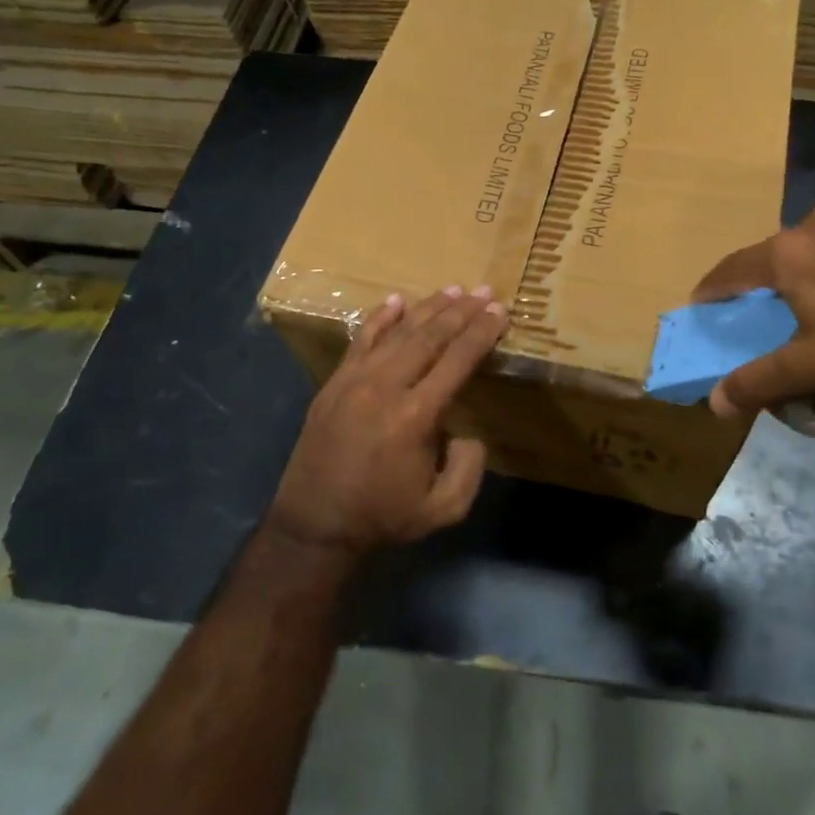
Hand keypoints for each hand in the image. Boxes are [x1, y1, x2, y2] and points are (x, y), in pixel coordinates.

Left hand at [268, 286, 509, 556]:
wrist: (314, 525)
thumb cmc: (382, 516)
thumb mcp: (443, 509)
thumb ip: (470, 468)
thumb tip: (468, 431)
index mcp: (416, 415)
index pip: (458, 360)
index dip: (482, 333)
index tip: (499, 311)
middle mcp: (386, 387)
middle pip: (430, 336)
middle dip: (461, 311)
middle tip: (484, 291)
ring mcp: (355, 381)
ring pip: (398, 332)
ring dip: (428, 308)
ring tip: (453, 290)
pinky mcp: (334, 383)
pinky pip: (361, 341)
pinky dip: (381, 318)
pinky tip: (397, 300)